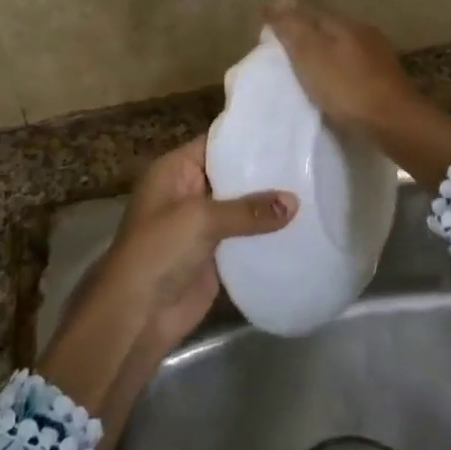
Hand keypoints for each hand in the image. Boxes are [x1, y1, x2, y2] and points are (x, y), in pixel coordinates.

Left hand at [107, 135, 295, 336]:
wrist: (137, 315)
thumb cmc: (158, 251)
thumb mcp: (200, 219)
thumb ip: (248, 210)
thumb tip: (294, 202)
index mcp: (175, 171)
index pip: (215, 144)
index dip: (247, 139)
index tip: (286, 134)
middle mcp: (189, 192)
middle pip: (232, 175)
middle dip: (265, 172)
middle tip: (308, 160)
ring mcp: (202, 225)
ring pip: (241, 208)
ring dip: (268, 206)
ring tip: (313, 189)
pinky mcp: (215, 256)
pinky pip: (245, 238)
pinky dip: (266, 235)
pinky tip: (301, 227)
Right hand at [263, 0, 416, 131]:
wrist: (394, 122)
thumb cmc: (346, 87)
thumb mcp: (311, 55)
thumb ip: (292, 28)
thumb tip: (275, 3)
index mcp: (344, 23)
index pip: (309, 11)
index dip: (287, 18)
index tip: (267, 29)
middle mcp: (363, 32)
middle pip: (327, 27)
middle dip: (305, 34)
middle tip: (282, 49)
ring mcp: (378, 55)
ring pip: (342, 46)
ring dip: (323, 52)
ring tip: (304, 68)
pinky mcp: (385, 79)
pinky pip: (352, 66)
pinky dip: (337, 69)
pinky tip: (331, 83)